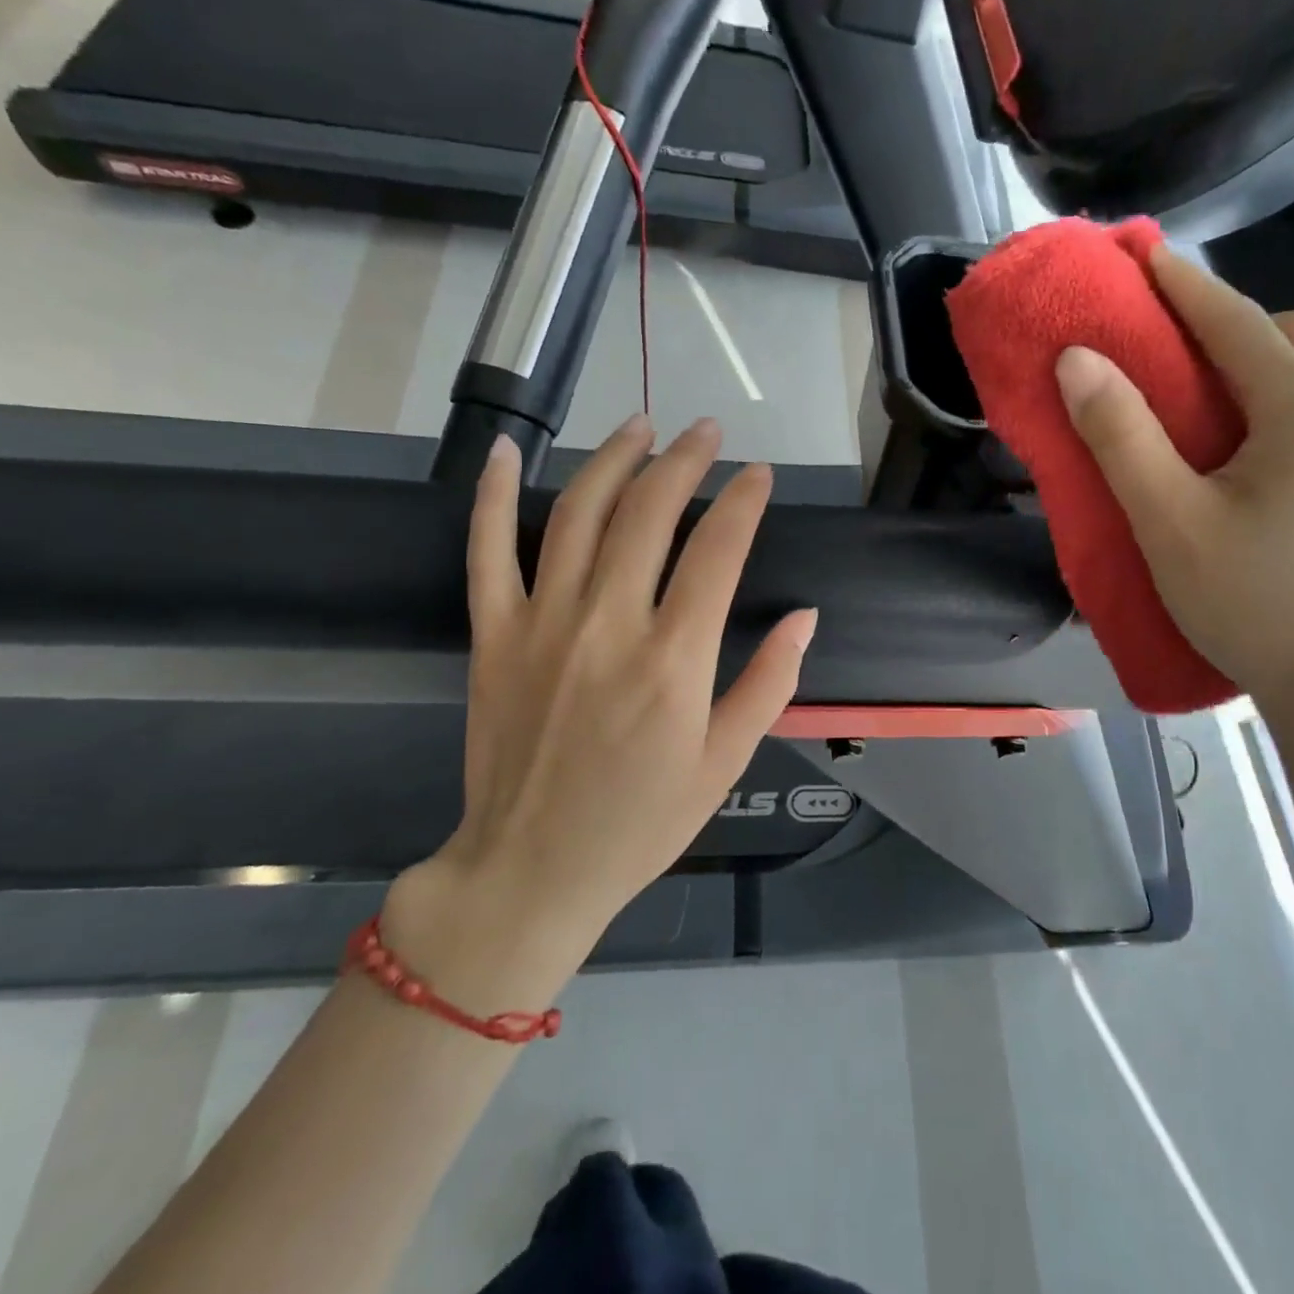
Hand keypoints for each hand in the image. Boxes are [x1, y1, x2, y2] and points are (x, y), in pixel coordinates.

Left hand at [382, 417, 816, 1013]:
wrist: (531, 869)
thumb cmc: (642, 823)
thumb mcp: (725, 763)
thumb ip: (769, 683)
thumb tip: (805, 617)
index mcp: (674, 660)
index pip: (718, 551)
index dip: (743, 502)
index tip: (759, 475)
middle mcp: (609, 624)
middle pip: (650, 513)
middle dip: (685, 461)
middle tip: (707, 432)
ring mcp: (542, 623)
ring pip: (579, 514)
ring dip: (613, 458)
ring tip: (640, 424)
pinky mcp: (492, 635)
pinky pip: (488, 550)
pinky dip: (494, 496)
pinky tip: (508, 451)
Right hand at [1056, 246, 1293, 729]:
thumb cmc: (1253, 606)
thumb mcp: (1168, 524)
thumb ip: (1120, 437)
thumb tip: (1077, 360)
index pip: (1236, 322)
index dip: (1182, 284)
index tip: (1140, 253)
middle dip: (1233, 327)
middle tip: (1175, 361)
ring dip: (1269, 364)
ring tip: (1215, 409)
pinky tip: (1265, 453)